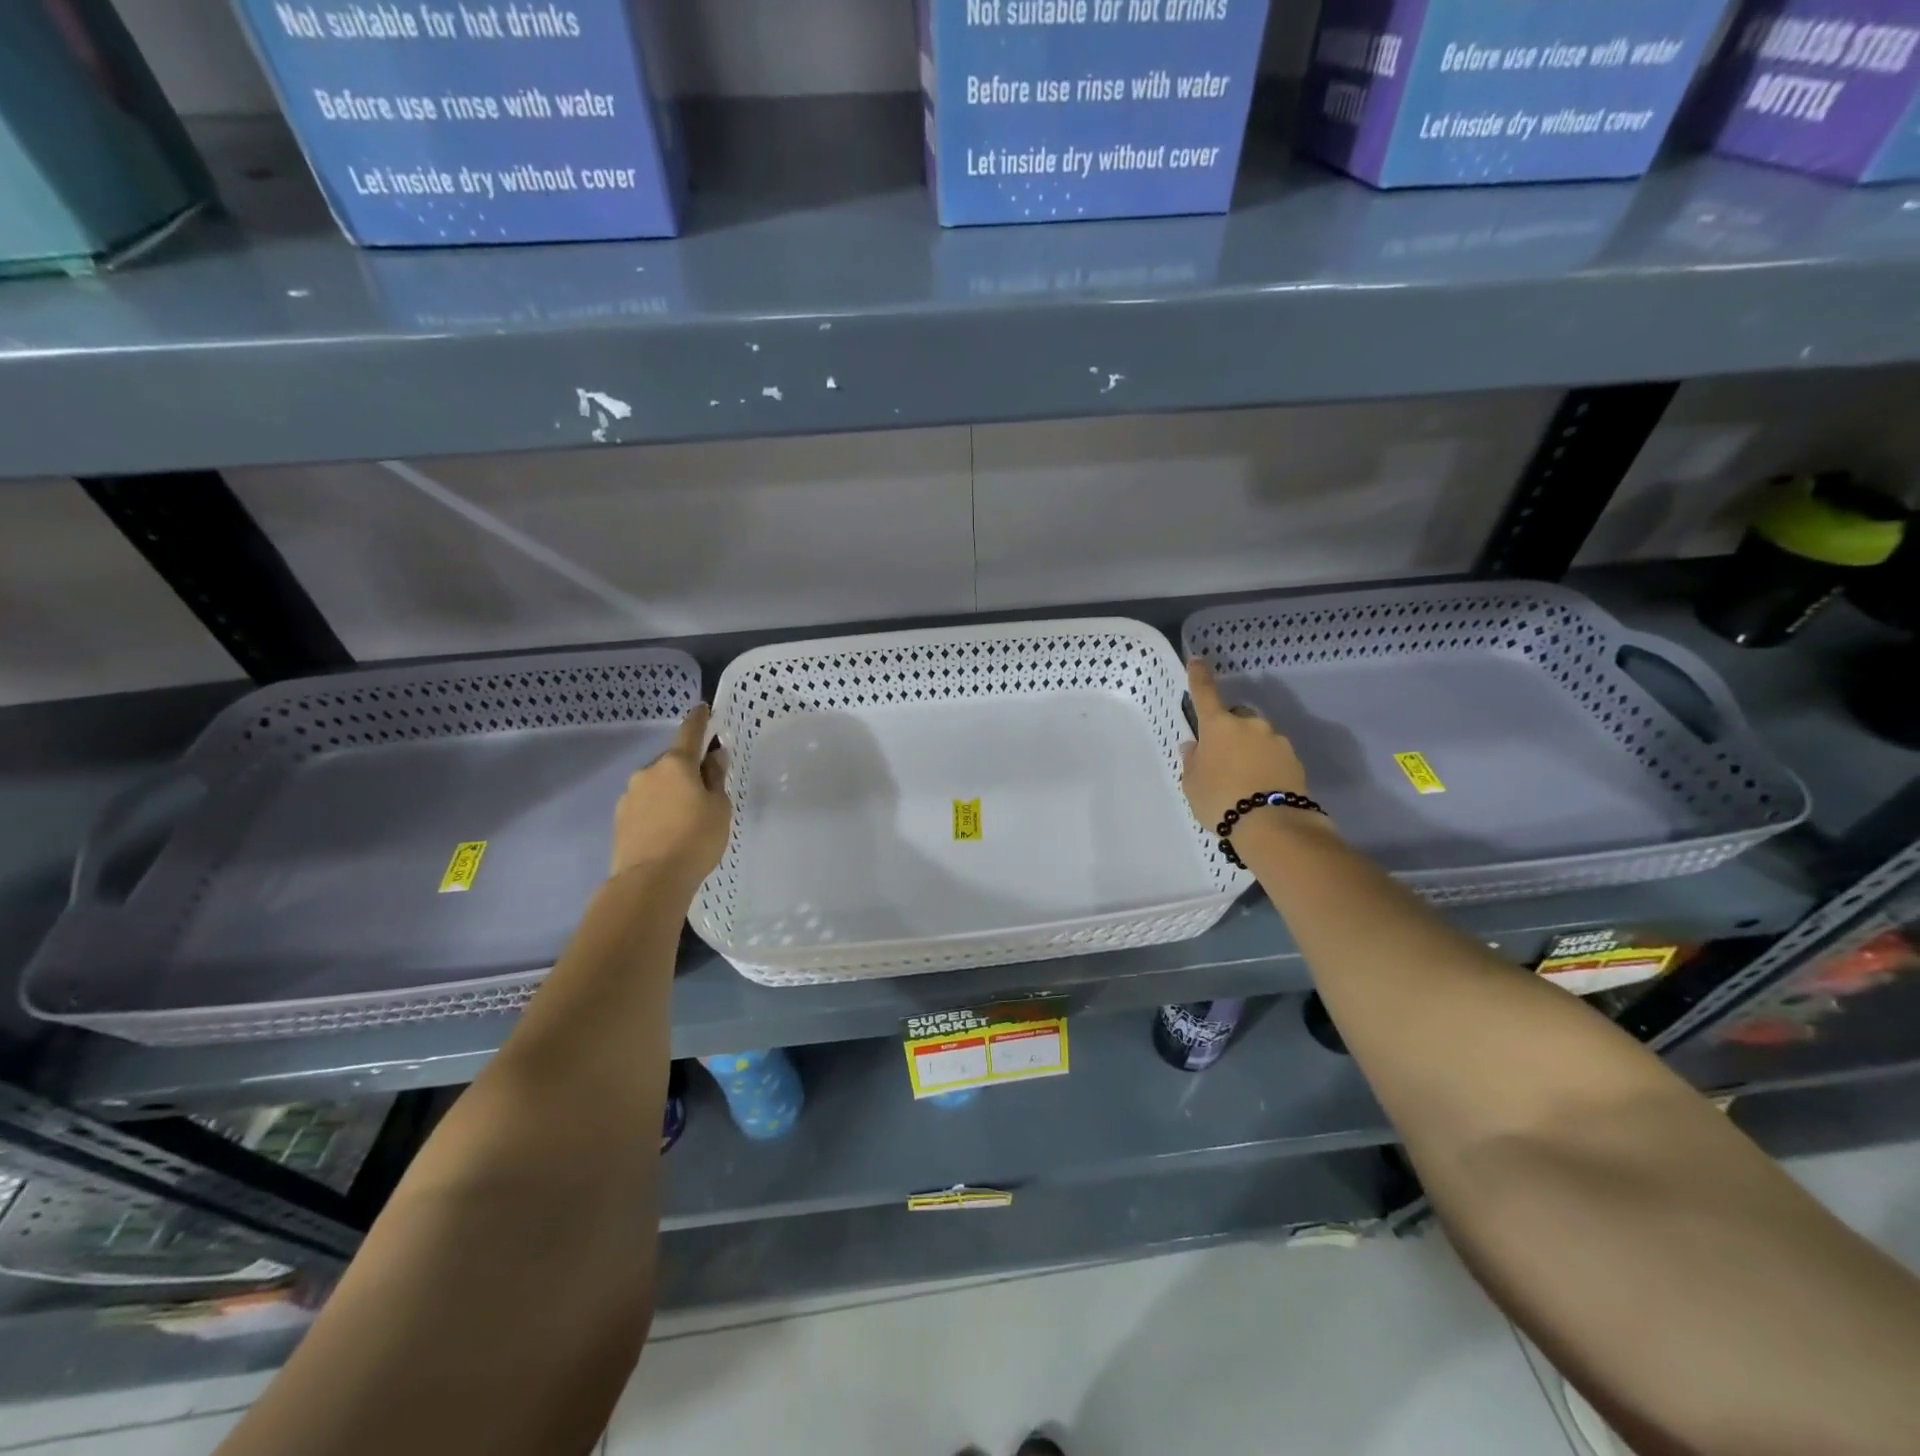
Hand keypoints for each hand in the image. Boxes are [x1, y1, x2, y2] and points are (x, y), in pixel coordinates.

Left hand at [611, 704, 731, 890]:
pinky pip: (644, 806)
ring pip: (656, 785)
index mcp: (675, 764)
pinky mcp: (620, 819)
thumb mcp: (719, 807)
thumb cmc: (695, 839)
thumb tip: (713, 756)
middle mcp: (648, 772)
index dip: (698, 720)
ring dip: (670, 792)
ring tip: (685, 818)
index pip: (689, 732)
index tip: (703, 709)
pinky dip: (657, 811)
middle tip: (704, 791)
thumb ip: (715, 778)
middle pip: (672, 763)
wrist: (650, 880)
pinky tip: (667, 831)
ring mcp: (629, 795)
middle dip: (686, 770)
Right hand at [1181, 658, 1312, 832]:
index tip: (1198, 659)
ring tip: (1242, 780)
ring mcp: (1276, 740)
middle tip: (1221, 757)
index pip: (1205, 692)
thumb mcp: (1192, 783)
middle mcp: (1250, 724)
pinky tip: (1259, 787)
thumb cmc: (1220, 799)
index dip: (1199, 675)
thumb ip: (1192, 761)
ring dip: (1249, 749)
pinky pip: (1273, 756)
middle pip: (1236, 717)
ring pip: (1257, 737)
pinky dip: (1265, 765)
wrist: (1272, 825)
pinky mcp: (1294, 760)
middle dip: (1229, 730)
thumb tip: (1195, 746)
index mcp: (1218, 725)